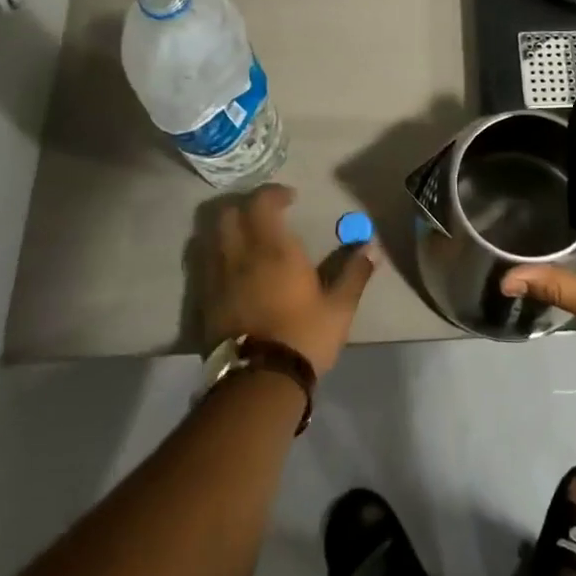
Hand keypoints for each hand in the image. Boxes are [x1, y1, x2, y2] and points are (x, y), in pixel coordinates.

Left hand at [202, 185, 375, 375]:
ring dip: (229, 230)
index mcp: (274, 250)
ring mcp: (218, 278)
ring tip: (248, 241)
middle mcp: (241, 255)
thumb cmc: (303, 337)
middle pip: (230, 213)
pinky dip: (218, 256)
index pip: (262, 203)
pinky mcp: (205, 301)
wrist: (257, 382)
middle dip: (247, 207)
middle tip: (267, 217)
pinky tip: (234, 270)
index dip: (273, 193)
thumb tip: (371, 247)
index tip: (291, 199)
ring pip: (212, 237)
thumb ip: (354, 273)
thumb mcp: (339, 307)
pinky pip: (206, 264)